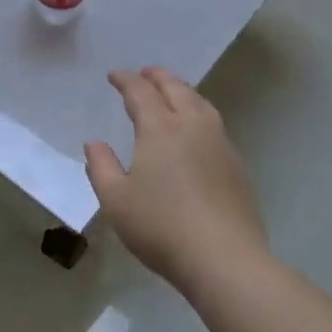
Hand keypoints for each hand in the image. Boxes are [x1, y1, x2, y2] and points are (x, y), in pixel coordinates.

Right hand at [85, 67, 268, 287]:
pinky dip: (199, 112)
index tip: (114, 75)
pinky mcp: (236, 166)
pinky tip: (195, 130)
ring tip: (173, 92)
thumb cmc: (160, 226)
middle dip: (158, 77)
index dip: (126, 80)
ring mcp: (219, 145)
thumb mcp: (115, 199)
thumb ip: (101, 167)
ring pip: (201, 104)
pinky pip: (214, 124)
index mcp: (160, 129)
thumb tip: (95, 143)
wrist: (224, 259)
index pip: (141, 92)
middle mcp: (192, 127)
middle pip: (176, 89)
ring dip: (183, 91)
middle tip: (145, 73)